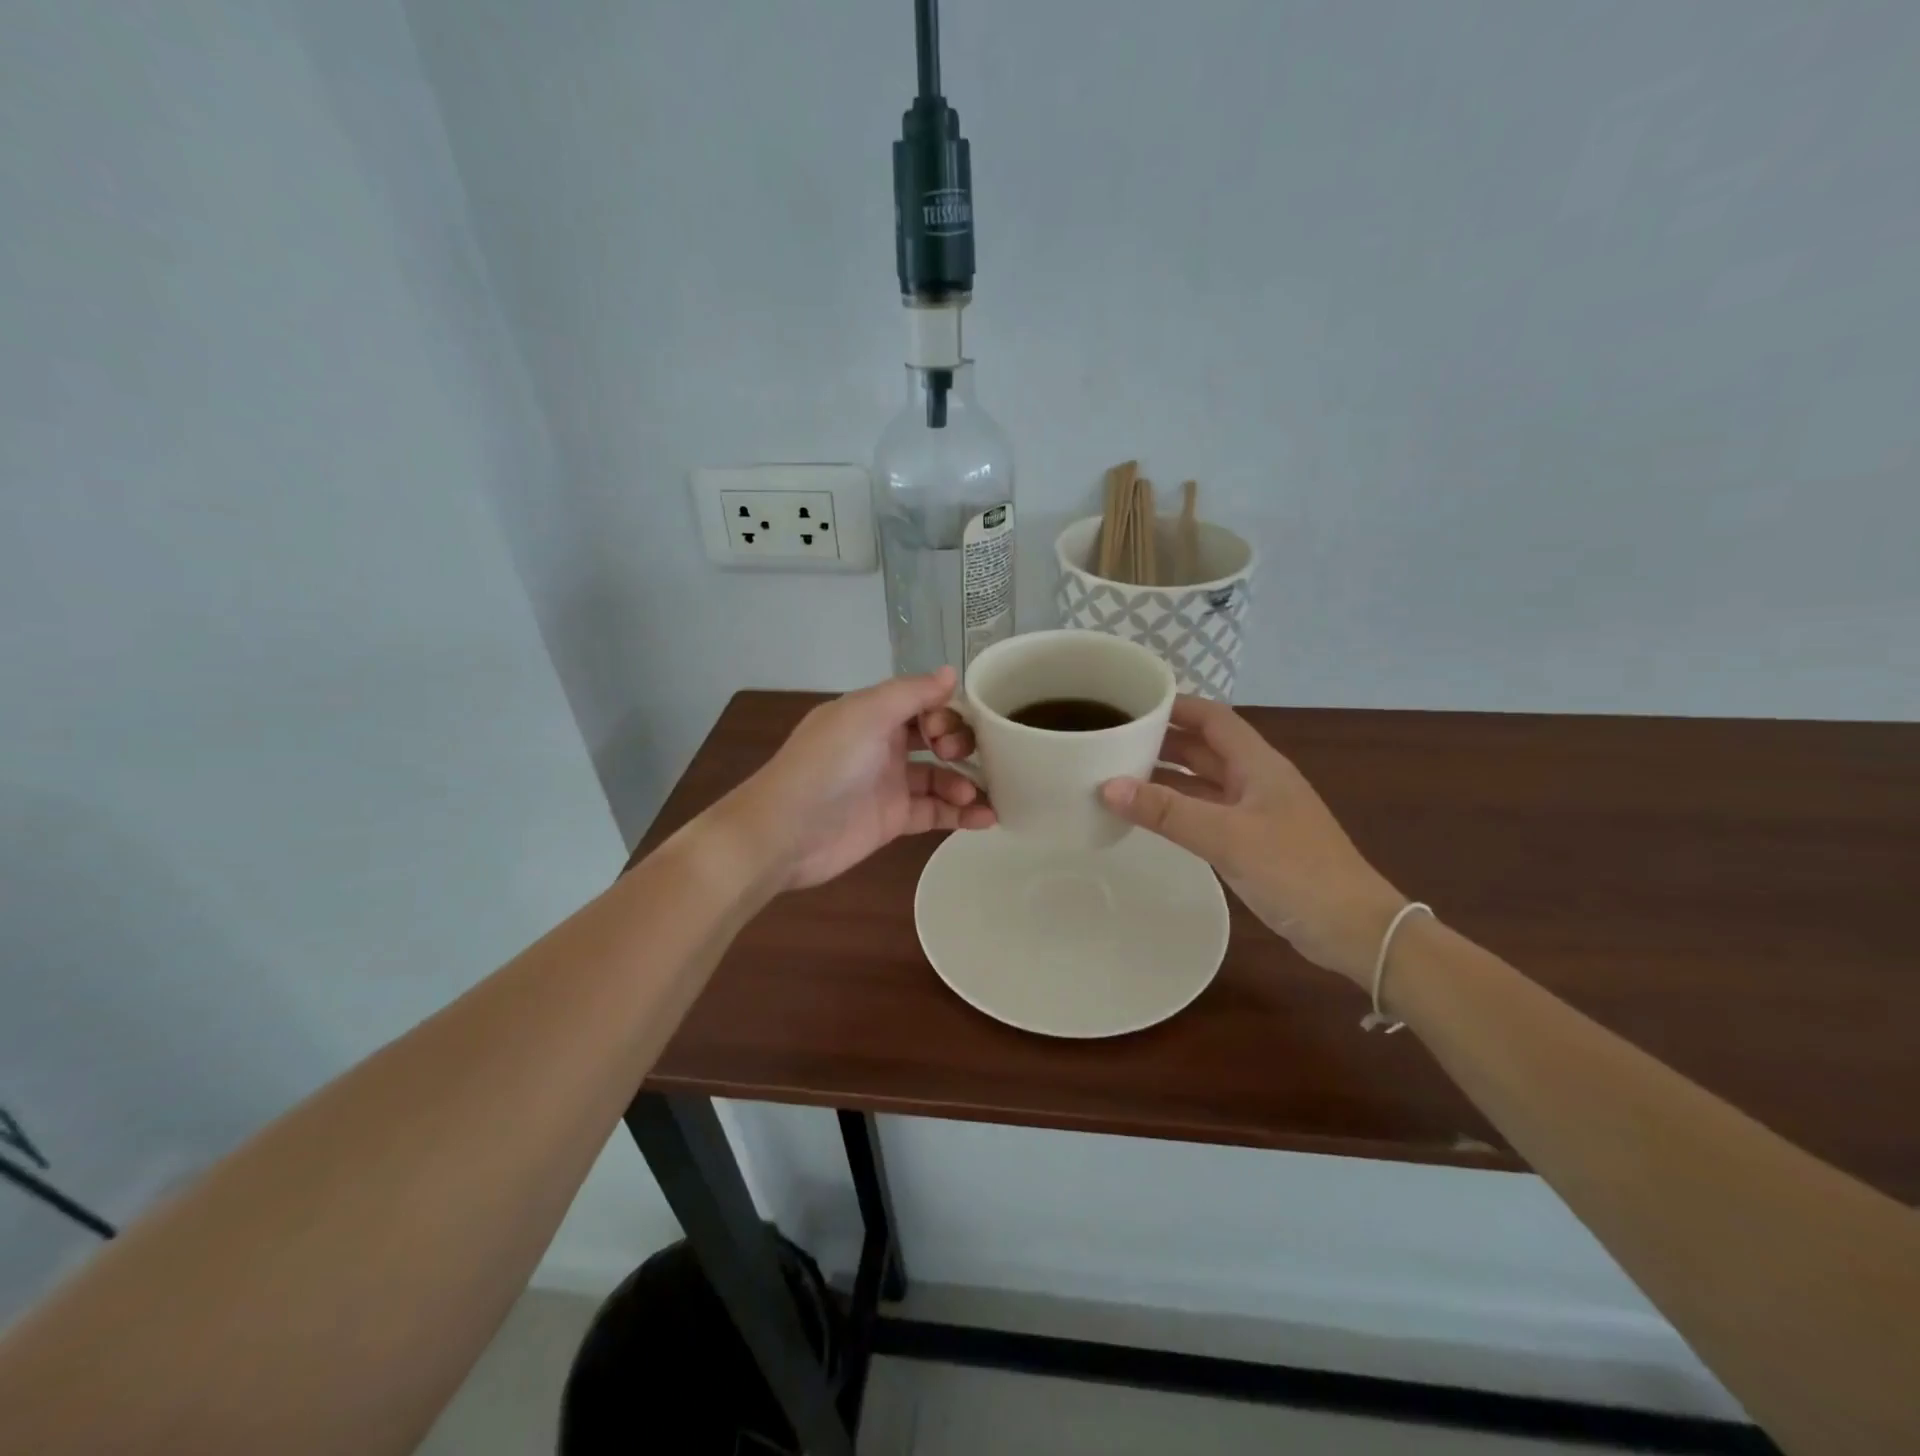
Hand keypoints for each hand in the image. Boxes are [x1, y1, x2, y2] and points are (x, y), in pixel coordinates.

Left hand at [734, 668, 994, 890]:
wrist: (785, 832)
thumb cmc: (826, 764)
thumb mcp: (866, 714)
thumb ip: (911, 692)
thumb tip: (951, 673)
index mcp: (872, 714)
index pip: (922, 702)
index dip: (943, 710)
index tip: (949, 725)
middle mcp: (883, 745)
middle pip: (936, 737)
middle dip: (958, 743)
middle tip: (956, 755)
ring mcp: (890, 784)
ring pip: (941, 777)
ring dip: (965, 781)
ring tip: (978, 794)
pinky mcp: (894, 821)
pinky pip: (936, 812)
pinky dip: (962, 814)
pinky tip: (988, 818)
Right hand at [1100, 696, 1402, 984]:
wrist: (1353, 930)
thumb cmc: (1296, 871)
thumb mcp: (1227, 837)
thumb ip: (1167, 812)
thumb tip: (1108, 786)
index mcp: (1258, 764)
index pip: (1212, 718)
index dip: (1174, 706)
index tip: (1131, 705)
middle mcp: (1256, 779)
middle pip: (1204, 747)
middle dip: (1161, 740)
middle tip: (1113, 741)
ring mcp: (1255, 812)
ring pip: (1203, 781)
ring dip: (1166, 776)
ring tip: (1118, 774)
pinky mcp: (1252, 842)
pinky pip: (1206, 812)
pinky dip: (1177, 808)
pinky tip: (1149, 816)